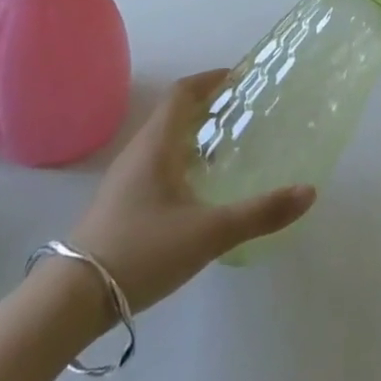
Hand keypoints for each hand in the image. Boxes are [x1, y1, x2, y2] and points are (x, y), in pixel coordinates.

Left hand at [66, 70, 315, 312]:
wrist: (71, 302)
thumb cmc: (142, 251)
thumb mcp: (210, 233)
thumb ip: (261, 213)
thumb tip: (309, 191)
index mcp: (157, 144)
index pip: (183, 93)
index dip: (211, 80)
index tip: (241, 79)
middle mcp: (138, 153)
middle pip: (174, 114)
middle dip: (209, 108)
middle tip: (244, 113)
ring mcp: (124, 181)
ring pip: (164, 142)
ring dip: (195, 136)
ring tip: (228, 149)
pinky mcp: (119, 206)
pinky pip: (156, 166)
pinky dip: (182, 162)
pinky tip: (199, 191)